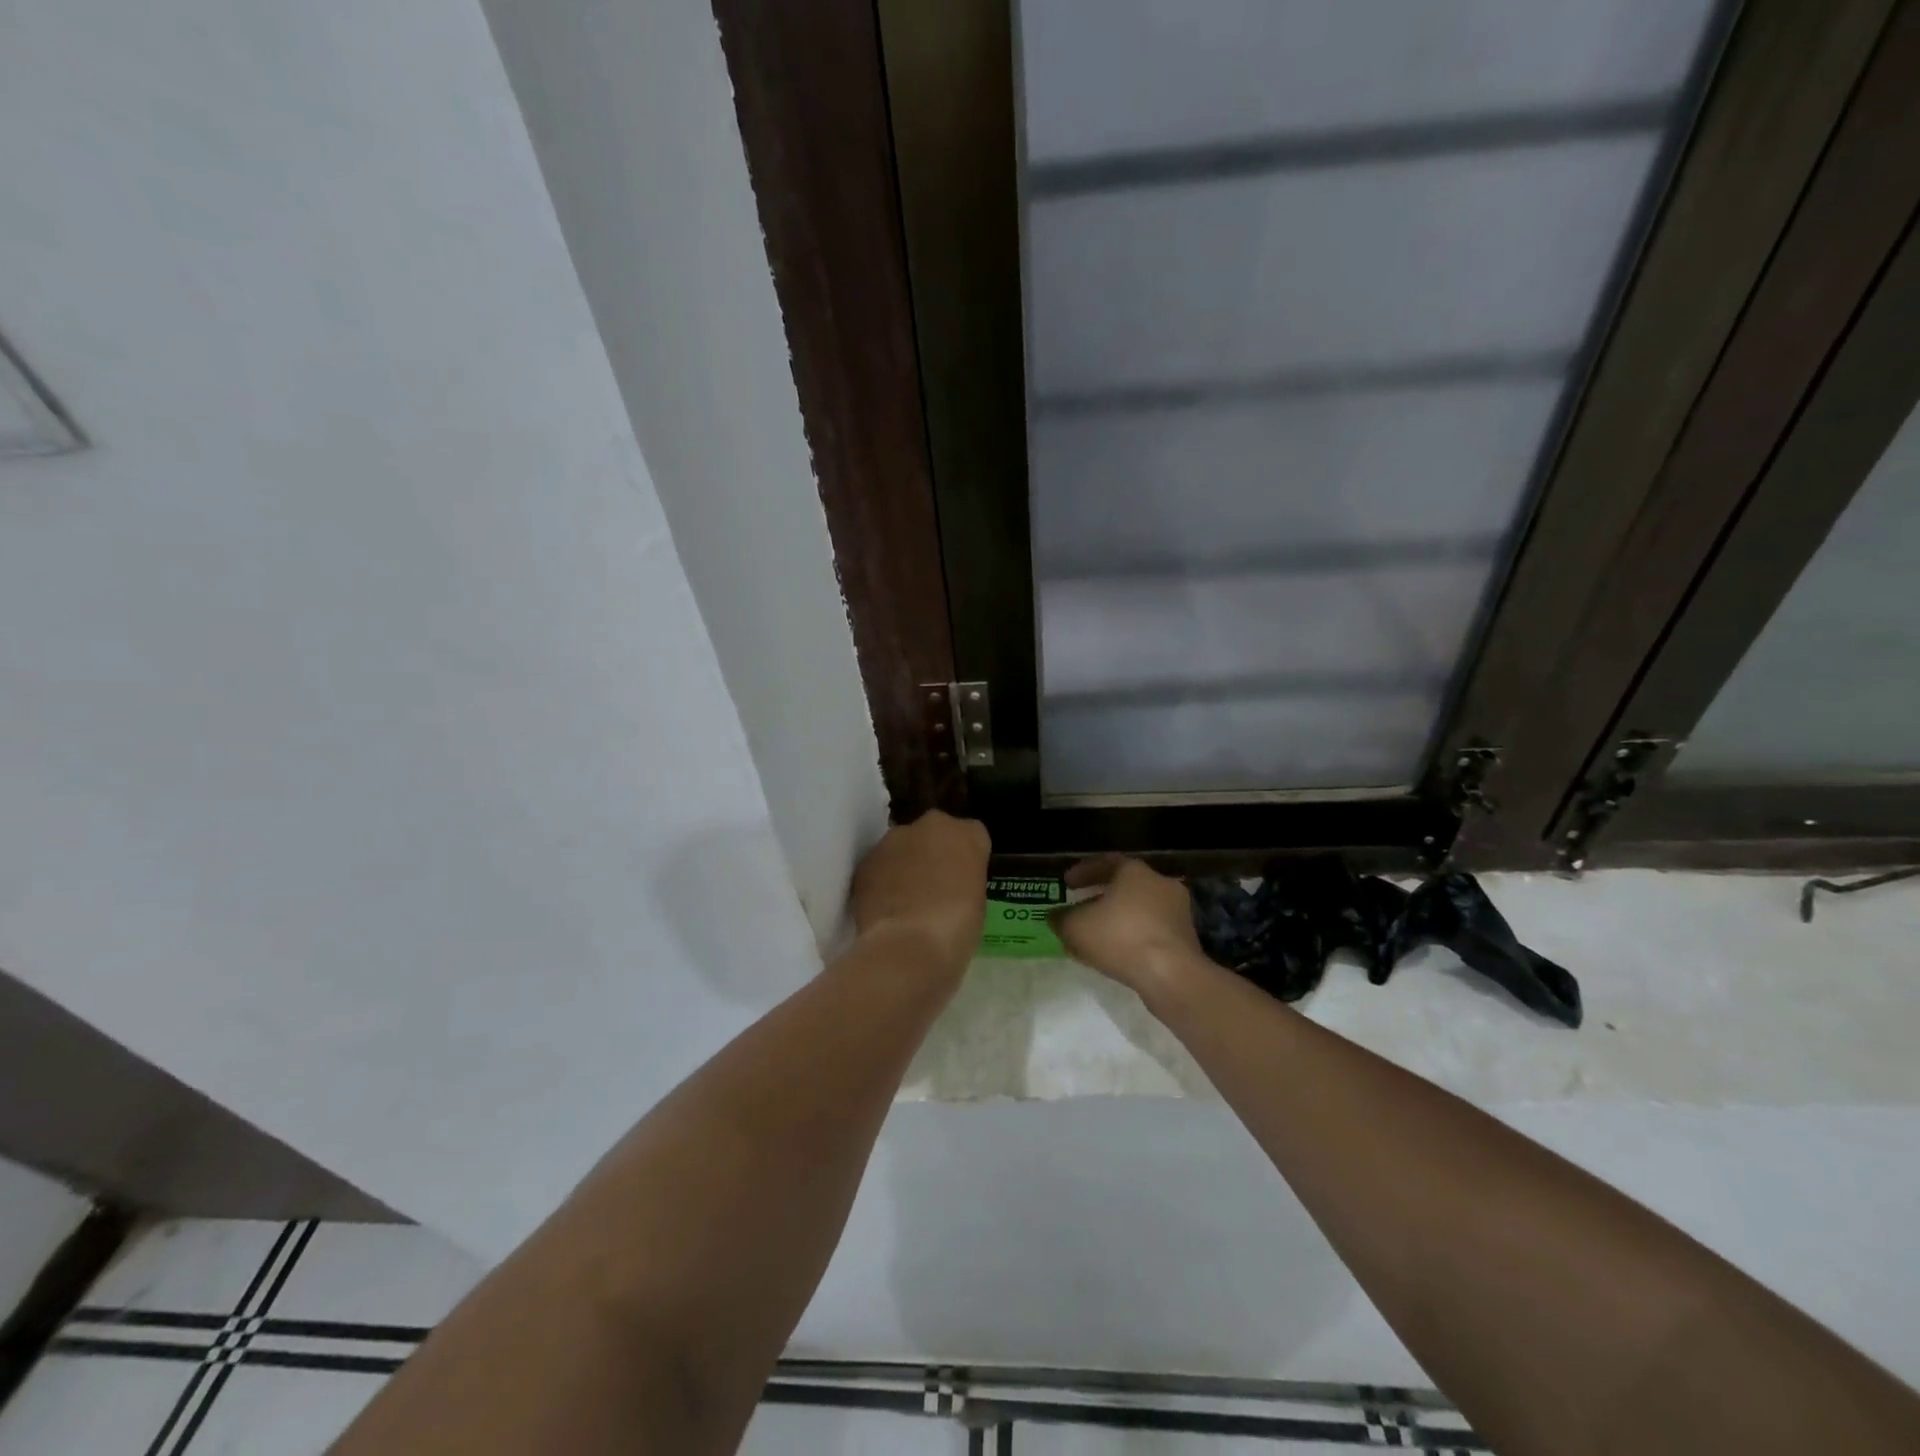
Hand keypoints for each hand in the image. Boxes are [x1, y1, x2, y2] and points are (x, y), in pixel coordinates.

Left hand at [850, 810, 990, 971]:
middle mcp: (930, 825)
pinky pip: (878, 867)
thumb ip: (964, 879)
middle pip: (934, 834)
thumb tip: (950, 883)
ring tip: (905, 902)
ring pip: (902, 847)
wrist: (908, 947)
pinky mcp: (865, 861)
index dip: (966, 859)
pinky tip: (885, 908)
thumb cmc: (957, 929)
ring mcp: (893, 840)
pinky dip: (881, 881)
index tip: (964, 880)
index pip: (972, 836)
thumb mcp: (977, 902)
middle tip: (935, 887)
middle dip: (933, 854)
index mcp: (967, 834)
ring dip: (904, 865)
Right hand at [1053, 855, 1206, 999]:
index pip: (1106, 862)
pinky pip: (1150, 931)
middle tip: (1081, 909)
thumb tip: (1055, 917)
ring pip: (1138, 910)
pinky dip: (1132, 937)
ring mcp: (1177, 912)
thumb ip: (1062, 919)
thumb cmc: (1121, 937)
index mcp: (1135, 871)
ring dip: (1116, 920)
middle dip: (1100, 898)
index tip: (1067, 883)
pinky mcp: (1185, 938)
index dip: (1083, 872)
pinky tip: (1115, 955)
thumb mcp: (1076, 927)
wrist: (1171, 975)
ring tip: (1095, 938)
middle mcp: (1160, 884)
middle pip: (1124, 886)